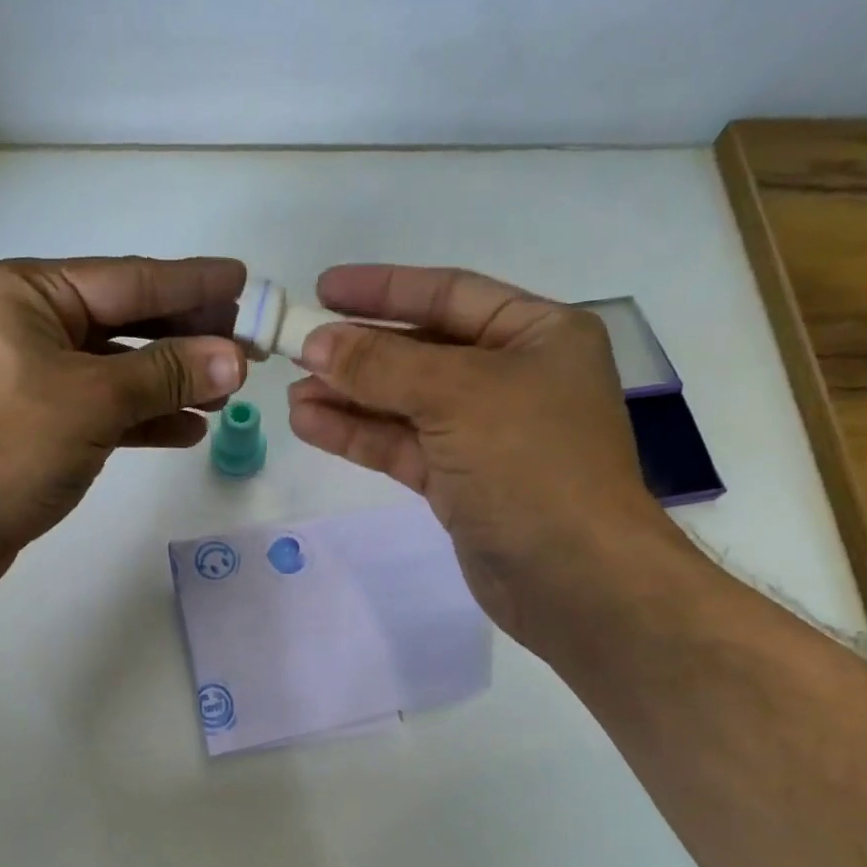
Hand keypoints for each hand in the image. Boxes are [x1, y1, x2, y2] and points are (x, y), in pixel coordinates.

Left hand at [0, 256, 247, 590]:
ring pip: (117, 370)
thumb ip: (166, 375)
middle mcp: (26, 325)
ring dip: (171, 382)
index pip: (128, 280)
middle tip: (248, 343)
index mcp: (27, 294)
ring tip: (228, 392)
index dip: (191, 284)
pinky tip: (188, 428)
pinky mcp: (37, 425)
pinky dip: (143, 418)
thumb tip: (234, 357)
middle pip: (125, 323)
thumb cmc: (5, 448)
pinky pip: (102, 409)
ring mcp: (30, 378)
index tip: (244, 282)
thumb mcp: (93, 401)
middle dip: (187, 337)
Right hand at [286, 264, 685, 645]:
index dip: (384, 290)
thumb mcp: (458, 396)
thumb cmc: (532, 465)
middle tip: (296, 348)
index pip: (449, 294)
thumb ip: (383, 365)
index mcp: (536, 334)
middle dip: (359, 351)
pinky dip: (359, 435)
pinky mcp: (460, 482)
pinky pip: (402, 446)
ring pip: (405, 404)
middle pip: (422, 350)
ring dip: (350, 397)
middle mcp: (512, 377)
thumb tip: (317, 343)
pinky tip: (310, 424)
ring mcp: (484, 434)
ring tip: (293, 392)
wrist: (573, 578)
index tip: (323, 289)